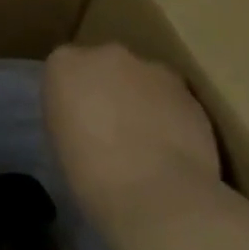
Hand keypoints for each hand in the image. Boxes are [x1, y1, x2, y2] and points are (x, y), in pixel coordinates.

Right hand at [43, 43, 219, 222]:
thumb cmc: (92, 177)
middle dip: (110, 89)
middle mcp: (105, 54)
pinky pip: (173, 99)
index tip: (79, 123)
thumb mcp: (60, 143)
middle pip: (106, 66)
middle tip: (113, 129)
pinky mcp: (188, 91)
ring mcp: (150, 68)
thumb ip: (70, 116)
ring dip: (143, 100)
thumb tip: (84, 122)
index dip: (74, 96)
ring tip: (148, 142)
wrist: (157, 196)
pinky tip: (173, 150)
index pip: (65, 70)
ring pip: (143, 79)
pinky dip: (171, 116)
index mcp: (64, 63)